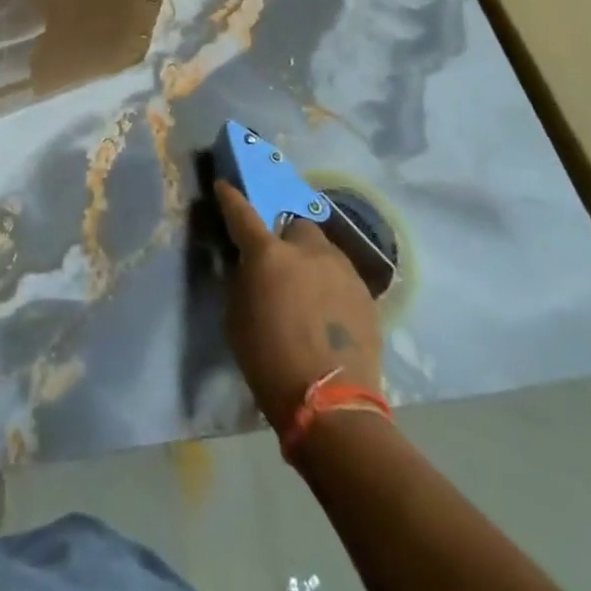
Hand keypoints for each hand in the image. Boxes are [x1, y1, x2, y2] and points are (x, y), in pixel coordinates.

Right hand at [215, 182, 383, 429]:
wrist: (330, 404)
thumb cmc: (268, 361)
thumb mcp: (237, 317)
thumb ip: (245, 281)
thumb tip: (253, 268)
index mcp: (268, 254)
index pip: (243, 214)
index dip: (231, 198)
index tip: (225, 186)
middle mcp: (307, 251)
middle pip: (297, 225)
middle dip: (288, 237)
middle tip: (283, 263)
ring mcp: (341, 270)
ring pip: (324, 250)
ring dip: (312, 261)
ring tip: (310, 292)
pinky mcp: (365, 294)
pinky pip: (342, 277)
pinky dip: (331, 286)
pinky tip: (329, 313)